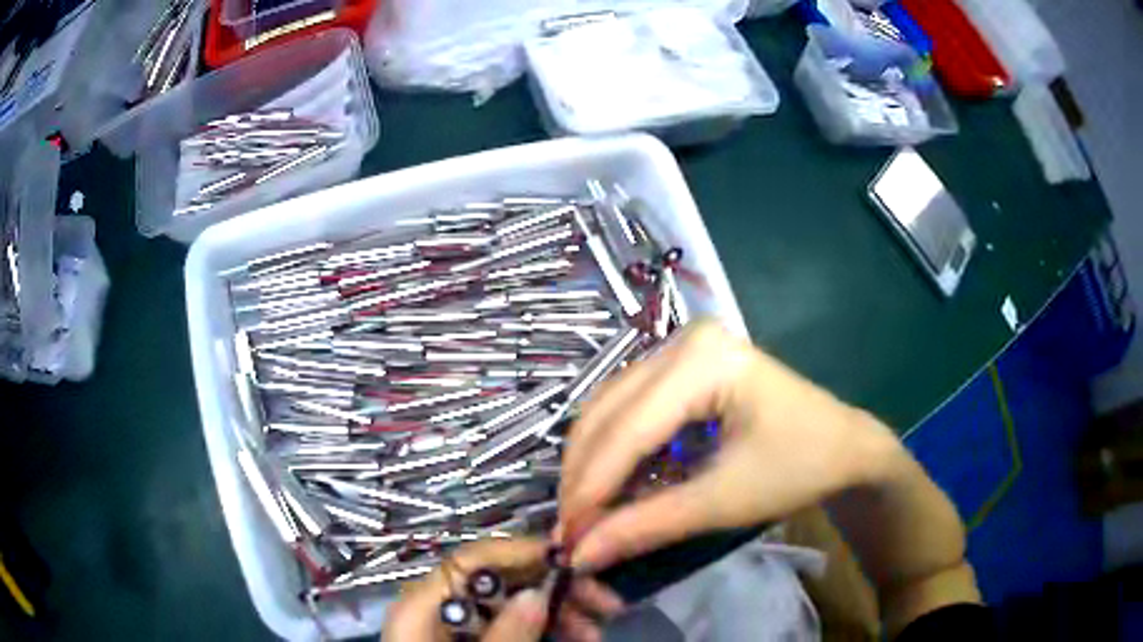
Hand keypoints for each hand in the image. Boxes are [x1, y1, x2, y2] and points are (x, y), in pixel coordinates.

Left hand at [383, 538, 624, 641]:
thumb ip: (507, 634)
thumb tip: (539, 592)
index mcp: (422, 606)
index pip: (471, 560)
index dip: (522, 552)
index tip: (572, 562)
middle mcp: (436, 608)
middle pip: (496, 580)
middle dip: (550, 587)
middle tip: (600, 602)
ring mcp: (455, 626)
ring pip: (508, 604)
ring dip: (554, 612)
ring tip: (592, 631)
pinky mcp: (470, 641)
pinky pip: (506, 626)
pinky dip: (540, 629)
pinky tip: (571, 637)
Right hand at [557, 319, 900, 570]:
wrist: (843, 445)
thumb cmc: (798, 468)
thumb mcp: (724, 501)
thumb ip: (648, 525)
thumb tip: (580, 555)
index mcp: (704, 359)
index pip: (628, 429)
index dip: (591, 488)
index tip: (566, 539)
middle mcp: (682, 340)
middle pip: (608, 412)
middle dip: (584, 476)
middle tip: (570, 531)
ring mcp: (680, 349)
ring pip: (609, 409)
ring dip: (592, 464)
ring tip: (585, 514)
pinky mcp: (680, 368)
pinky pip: (628, 409)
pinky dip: (614, 452)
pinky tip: (610, 487)